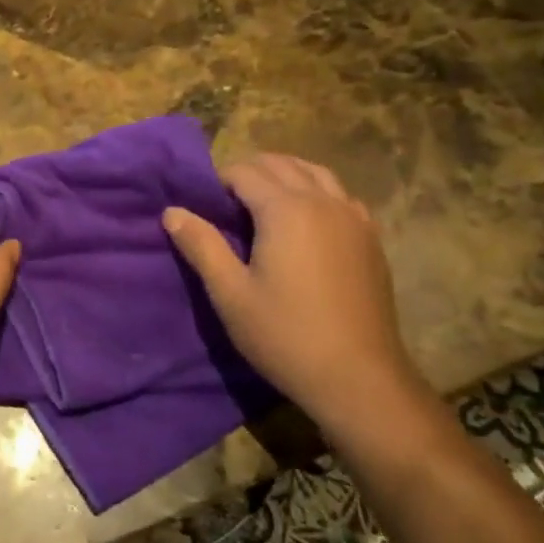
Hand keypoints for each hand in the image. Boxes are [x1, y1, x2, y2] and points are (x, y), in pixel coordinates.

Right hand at [163, 153, 421, 437]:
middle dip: (250, 172)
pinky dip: (317, 193)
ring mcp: (354, 218)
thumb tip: (172, 211)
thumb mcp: (230, 294)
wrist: (358, 378)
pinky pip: (341, 196)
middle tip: (226, 205)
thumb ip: (201, 246)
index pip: (245, 172)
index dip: (219, 182)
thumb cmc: (285, 335)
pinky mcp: (371, 238)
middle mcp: (323, 202)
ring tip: (263, 205)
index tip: (204, 207)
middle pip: (281, 164)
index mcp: (286, 209)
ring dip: (285, 176)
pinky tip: (307, 222)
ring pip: (316, 173)